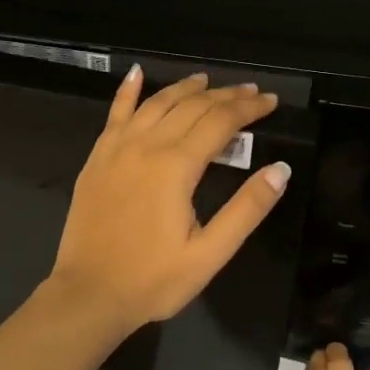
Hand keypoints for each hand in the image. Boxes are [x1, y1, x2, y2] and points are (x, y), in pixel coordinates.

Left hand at [48, 66, 288, 339]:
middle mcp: (147, 146)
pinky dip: (128, 92)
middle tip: (250, 91)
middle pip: (191, 106)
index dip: (249, 108)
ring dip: (184, 89)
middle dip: (224, 95)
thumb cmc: (154, 280)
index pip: (221, 122)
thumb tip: (281, 169)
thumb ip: (247, 209)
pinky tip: (137, 74)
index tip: (271, 101)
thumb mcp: (211, 253)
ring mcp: (117, 149)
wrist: (89, 295)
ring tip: (207, 80)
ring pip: (156, 104)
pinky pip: (115, 114)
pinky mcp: (97, 159)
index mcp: (177, 166)